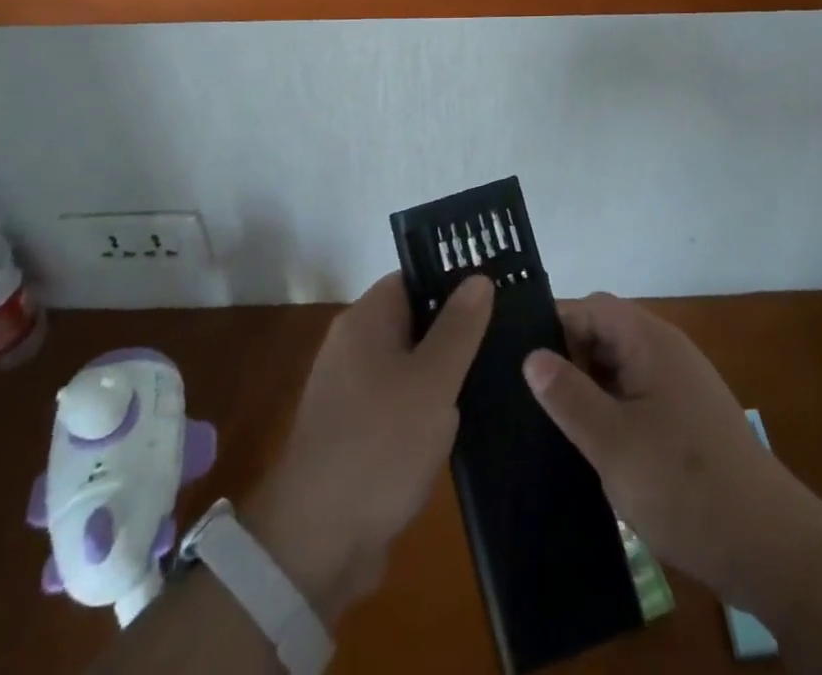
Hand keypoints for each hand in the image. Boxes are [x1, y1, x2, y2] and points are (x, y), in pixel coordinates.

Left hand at [245, 272, 492, 626]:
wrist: (317, 544)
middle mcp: (353, 346)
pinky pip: (400, 402)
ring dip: (444, 374)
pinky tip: (461, 422)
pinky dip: (427, 408)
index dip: (453, 281)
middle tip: (504, 335)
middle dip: (455, 331)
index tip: (497, 291)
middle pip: (414, 320)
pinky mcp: (357, 432)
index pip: (414, 278)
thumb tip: (479, 277)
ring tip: (494, 375)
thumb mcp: (433, 381)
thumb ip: (459, 327)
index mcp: (366, 320)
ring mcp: (351, 391)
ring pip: (410, 364)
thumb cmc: (380, 445)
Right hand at [523, 293, 803, 608]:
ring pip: (618, 367)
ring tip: (552, 425)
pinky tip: (592, 447)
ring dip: (588, 389)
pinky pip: (636, 395)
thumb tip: (530, 356)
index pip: (590, 308)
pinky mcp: (686, 418)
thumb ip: (569, 396)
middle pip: (603, 334)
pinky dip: (610, 410)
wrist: (770, 547)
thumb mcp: (613, 444)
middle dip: (567, 361)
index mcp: (649, 341)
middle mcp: (665, 350)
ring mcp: (679, 384)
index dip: (553, 327)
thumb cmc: (685, 486)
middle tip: (532, 401)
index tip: (518, 363)